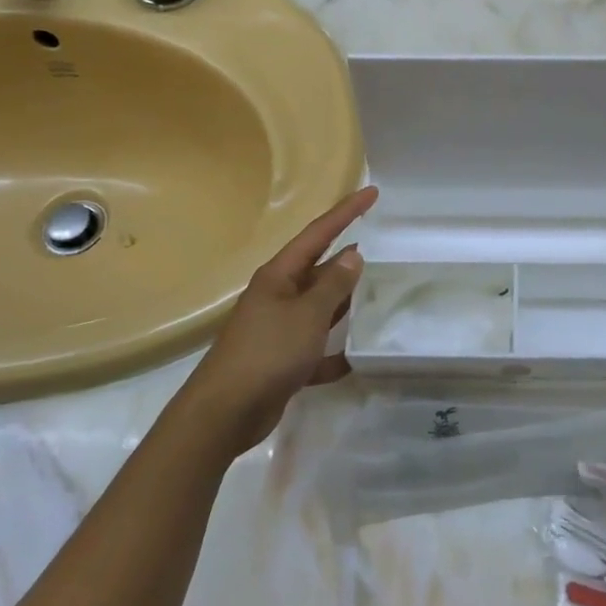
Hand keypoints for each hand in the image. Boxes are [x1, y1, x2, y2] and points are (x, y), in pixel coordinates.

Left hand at [178, 186, 377, 455]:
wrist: (225, 412)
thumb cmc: (267, 353)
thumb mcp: (307, 315)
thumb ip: (333, 286)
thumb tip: (353, 255)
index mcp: (279, 276)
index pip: (318, 234)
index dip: (346, 212)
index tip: (372, 193)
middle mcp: (277, 296)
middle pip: (318, 269)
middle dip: (346, 259)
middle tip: (379, 247)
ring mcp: (278, 329)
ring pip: (318, 308)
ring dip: (343, 303)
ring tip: (376, 294)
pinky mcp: (282, 361)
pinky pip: (315, 349)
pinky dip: (333, 352)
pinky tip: (356, 357)